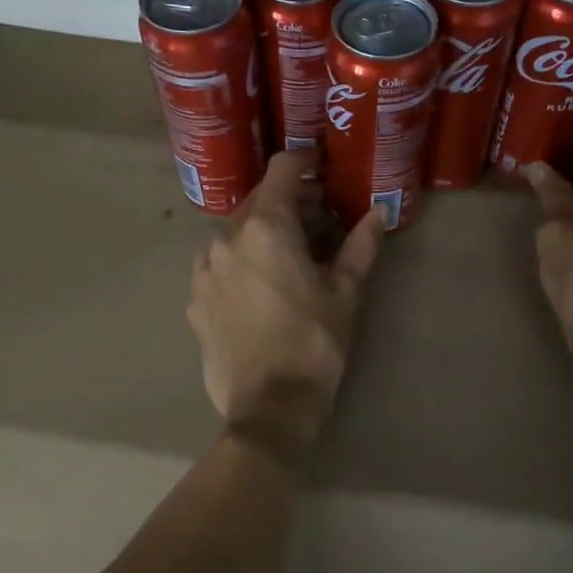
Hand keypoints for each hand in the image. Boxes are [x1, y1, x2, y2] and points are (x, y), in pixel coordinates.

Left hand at [188, 154, 385, 461]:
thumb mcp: (344, 294)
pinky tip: (256, 289)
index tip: (323, 172)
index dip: (305, 164)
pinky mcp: (194, 300)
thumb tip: (379, 213)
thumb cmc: (314, 344)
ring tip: (285, 260)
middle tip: (317, 223)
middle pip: (257, 200)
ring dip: (260, 234)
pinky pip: (217, 266)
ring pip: (234, 234)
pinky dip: (238, 264)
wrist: (268, 407)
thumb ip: (360, 246)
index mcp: (266, 227)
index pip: (282, 170)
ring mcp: (204, 270)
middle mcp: (226, 238)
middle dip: (287, 203)